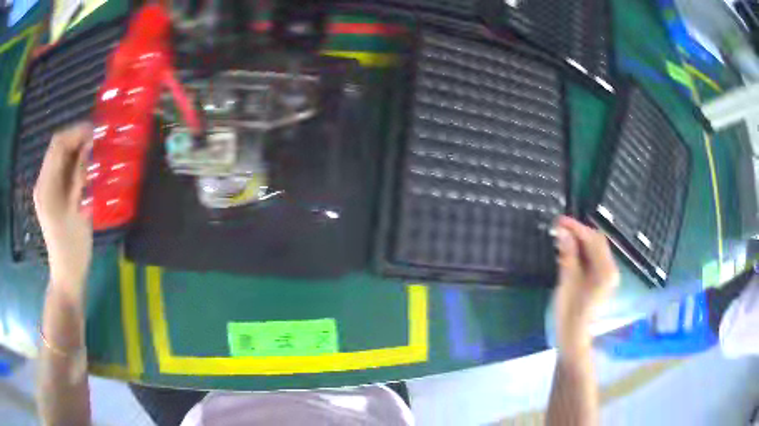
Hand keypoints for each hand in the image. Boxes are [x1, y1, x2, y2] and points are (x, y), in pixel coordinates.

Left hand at [34, 123, 92, 299]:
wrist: (66, 275)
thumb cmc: (73, 247)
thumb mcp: (78, 208)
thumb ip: (79, 174)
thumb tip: (87, 145)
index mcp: (46, 186)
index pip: (57, 144)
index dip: (75, 133)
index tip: (94, 132)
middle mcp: (42, 183)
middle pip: (56, 148)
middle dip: (76, 139)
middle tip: (96, 142)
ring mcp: (44, 190)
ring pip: (58, 158)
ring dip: (74, 151)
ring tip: (92, 154)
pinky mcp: (49, 196)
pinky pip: (59, 170)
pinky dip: (72, 163)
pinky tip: (83, 169)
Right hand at [553, 216, 618, 360]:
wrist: (573, 337)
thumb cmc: (570, 312)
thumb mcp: (567, 281)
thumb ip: (568, 254)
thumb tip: (563, 231)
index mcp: (606, 270)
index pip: (593, 240)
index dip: (576, 228)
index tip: (559, 221)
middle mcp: (611, 270)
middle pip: (597, 242)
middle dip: (579, 233)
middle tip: (558, 228)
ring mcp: (607, 276)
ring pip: (595, 250)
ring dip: (580, 242)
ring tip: (561, 238)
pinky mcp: (602, 282)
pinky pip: (593, 260)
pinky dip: (582, 253)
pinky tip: (568, 253)